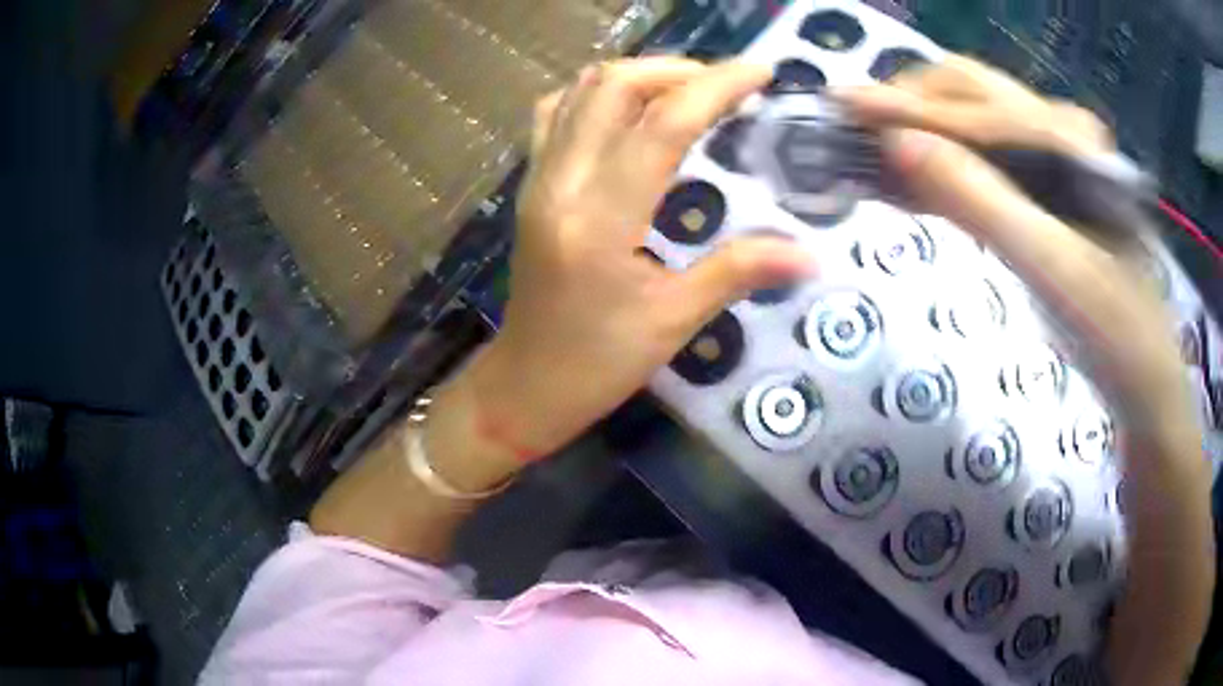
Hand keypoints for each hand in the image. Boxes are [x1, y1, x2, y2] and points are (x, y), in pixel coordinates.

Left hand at [469, 58, 817, 460]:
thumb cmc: (599, 363)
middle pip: (613, 86)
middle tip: (725, 88)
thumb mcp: (674, 322)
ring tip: (687, 91)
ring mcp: (537, 178)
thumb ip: (740, 272)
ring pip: (580, 90)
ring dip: (639, 76)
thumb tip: (811, 254)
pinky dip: (598, 94)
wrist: (526, 383)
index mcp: (600, 220)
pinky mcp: (531, 183)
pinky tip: (632, 112)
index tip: (761, 72)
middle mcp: (560, 184)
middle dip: (677, 70)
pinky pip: (557, 112)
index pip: (663, 125)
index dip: (717, 87)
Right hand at [837, 58, 1187, 422]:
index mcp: (1068, 139)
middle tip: (850, 131)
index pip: (972, 109)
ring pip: (968, 122)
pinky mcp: (1044, 187)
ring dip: (918, 131)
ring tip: (865, 150)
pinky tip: (906, 178)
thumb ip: (981, 202)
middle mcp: (1058, 130)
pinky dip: (939, 165)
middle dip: (906, 104)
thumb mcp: (1054, 271)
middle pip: (966, 93)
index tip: (839, 102)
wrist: (1143, 371)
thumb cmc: (1113, 331)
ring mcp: (1051, 156)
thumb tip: (897, 145)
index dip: (904, 105)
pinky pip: (981, 161)